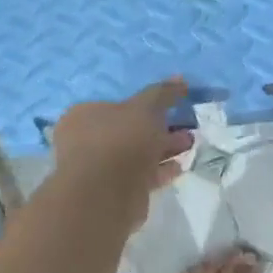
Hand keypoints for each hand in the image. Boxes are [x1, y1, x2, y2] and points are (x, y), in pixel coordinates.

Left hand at [51, 78, 195, 227]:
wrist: (106, 194)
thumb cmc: (121, 140)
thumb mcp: (146, 108)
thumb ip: (163, 93)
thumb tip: (180, 79)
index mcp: (84, 115)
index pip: (115, 104)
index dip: (144, 105)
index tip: (170, 108)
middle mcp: (87, 141)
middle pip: (129, 130)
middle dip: (160, 128)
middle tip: (185, 128)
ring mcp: (99, 169)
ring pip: (136, 154)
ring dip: (163, 149)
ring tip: (189, 145)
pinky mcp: (114, 192)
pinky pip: (140, 175)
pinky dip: (159, 170)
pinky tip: (179, 167)